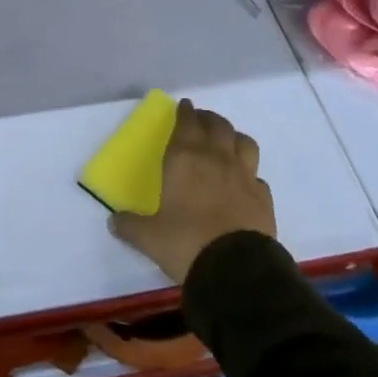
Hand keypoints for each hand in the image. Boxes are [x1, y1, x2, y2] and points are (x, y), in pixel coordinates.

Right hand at [110, 101, 276, 284]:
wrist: (237, 270)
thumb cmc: (186, 243)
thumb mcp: (148, 237)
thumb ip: (130, 225)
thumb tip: (113, 221)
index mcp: (184, 158)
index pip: (187, 122)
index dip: (185, 112)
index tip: (184, 106)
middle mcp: (216, 159)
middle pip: (217, 125)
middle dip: (208, 119)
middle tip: (201, 120)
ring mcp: (243, 176)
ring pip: (244, 142)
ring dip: (234, 137)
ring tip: (226, 142)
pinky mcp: (264, 198)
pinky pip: (257, 175)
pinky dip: (250, 173)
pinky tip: (244, 182)